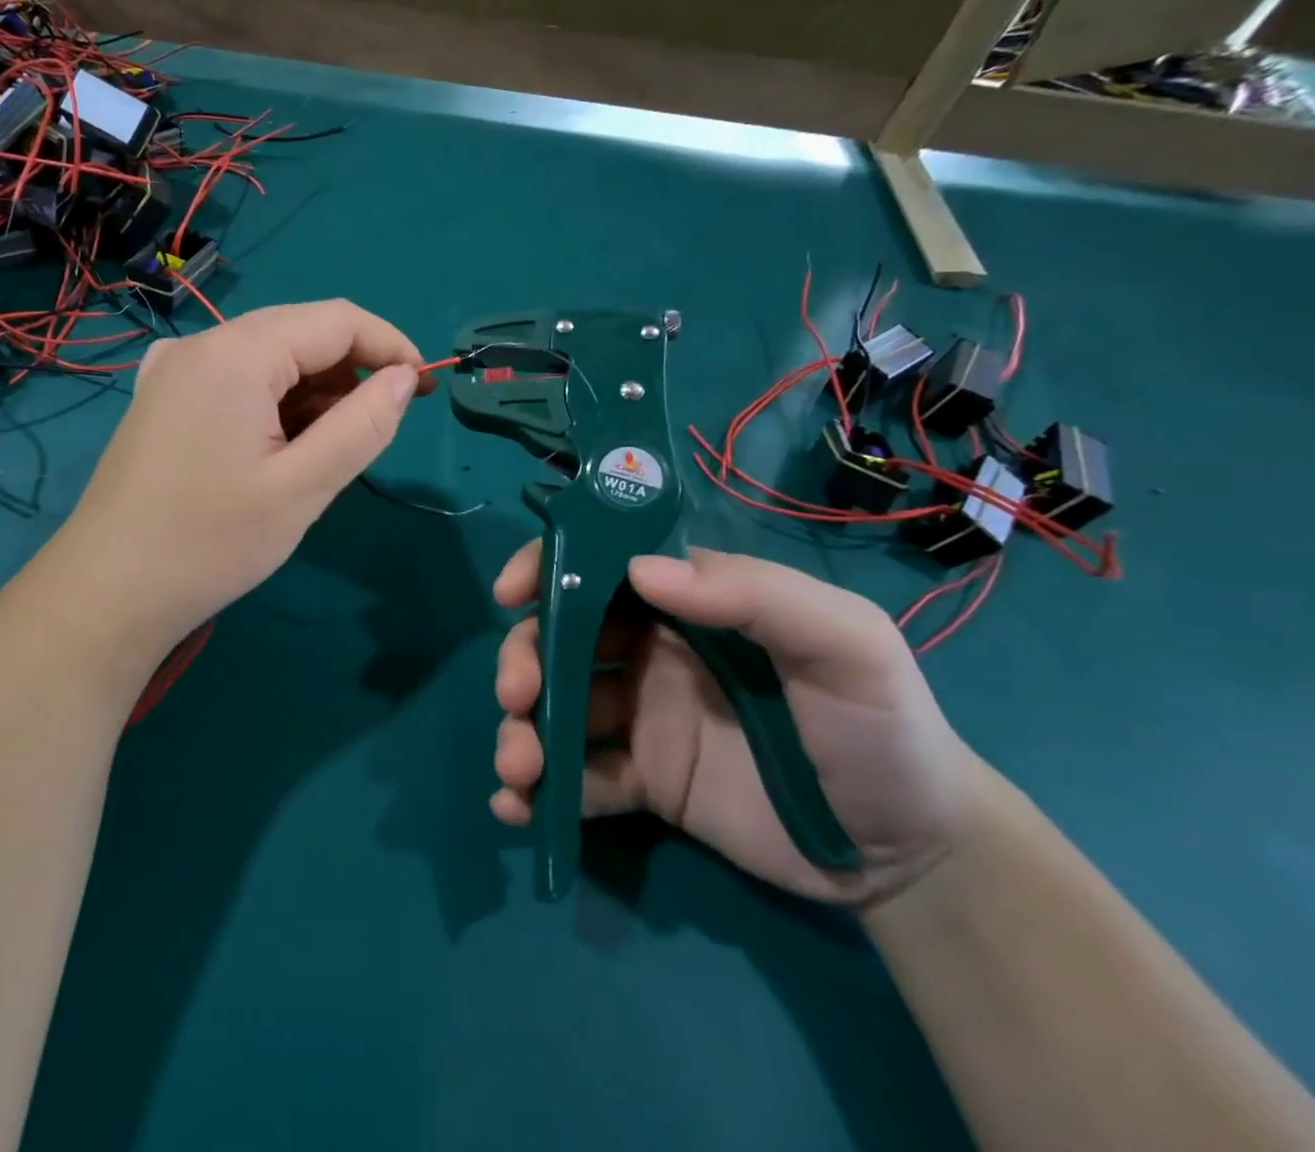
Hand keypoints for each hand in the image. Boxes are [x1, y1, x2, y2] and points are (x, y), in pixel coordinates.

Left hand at [59, 300, 431, 658]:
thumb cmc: (210, 542)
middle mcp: (201, 344)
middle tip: (375, 428)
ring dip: (312, 390)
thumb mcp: (303, 487)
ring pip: (269, 356)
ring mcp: (174, 370)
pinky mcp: (163, 398)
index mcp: (236, 353)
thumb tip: (402, 379)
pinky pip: (237, 378)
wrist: (107, 593)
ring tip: (323, 451)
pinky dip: (275, 401)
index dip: (389, 346)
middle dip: (350, 371)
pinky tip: (277, 448)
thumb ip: (363, 425)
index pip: (335, 320)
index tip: (422, 390)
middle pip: (300, 331)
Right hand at [489, 545, 983, 904]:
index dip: (547, 569)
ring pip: (556, 708)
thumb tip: (640, 571)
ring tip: (518, 769)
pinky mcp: (642, 782)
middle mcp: (650, 652)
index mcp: (687, 605)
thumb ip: (753, 593)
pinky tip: (519, 810)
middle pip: (560, 638)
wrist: (914, 857)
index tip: (511, 594)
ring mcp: (640, 719)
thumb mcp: (845, 643)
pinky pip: (577, 778)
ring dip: (521, 729)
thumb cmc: (881, 727)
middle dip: (524, 659)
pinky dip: (539, 791)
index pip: (600, 567)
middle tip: (518, 696)